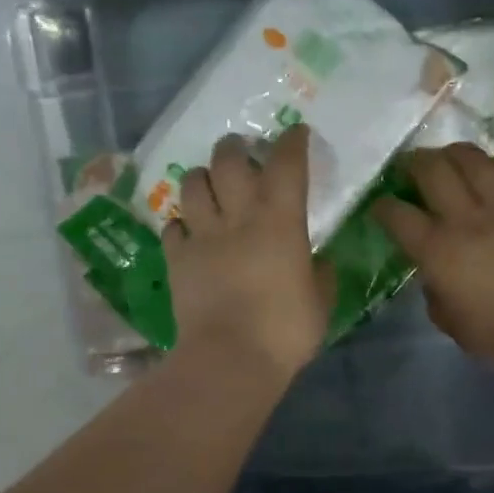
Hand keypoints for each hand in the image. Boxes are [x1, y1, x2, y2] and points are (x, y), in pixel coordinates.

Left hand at [164, 126, 331, 379]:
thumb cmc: (285, 330)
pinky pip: (173, 226)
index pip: (286, 164)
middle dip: (235, 148)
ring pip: (192, 184)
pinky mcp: (176, 259)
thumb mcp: (320, 302)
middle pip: (228, 160)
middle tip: (241, 152)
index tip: (295, 133)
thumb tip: (316, 261)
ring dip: (202, 178)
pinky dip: (182, 223)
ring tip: (210, 187)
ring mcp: (202, 236)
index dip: (291, 142)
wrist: (230, 358)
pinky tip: (190, 232)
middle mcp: (237, 217)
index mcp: (280, 221)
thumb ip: (320, 274)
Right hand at [372, 144, 493, 368]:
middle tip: (409, 165)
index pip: (398, 216)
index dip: (382, 206)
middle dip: (414, 162)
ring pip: (474, 161)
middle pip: (433, 171)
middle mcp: (465, 219)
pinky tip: (493, 168)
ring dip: (455, 153)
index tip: (380, 206)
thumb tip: (435, 276)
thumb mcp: (450, 322)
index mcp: (437, 250)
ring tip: (448, 155)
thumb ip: (435, 293)